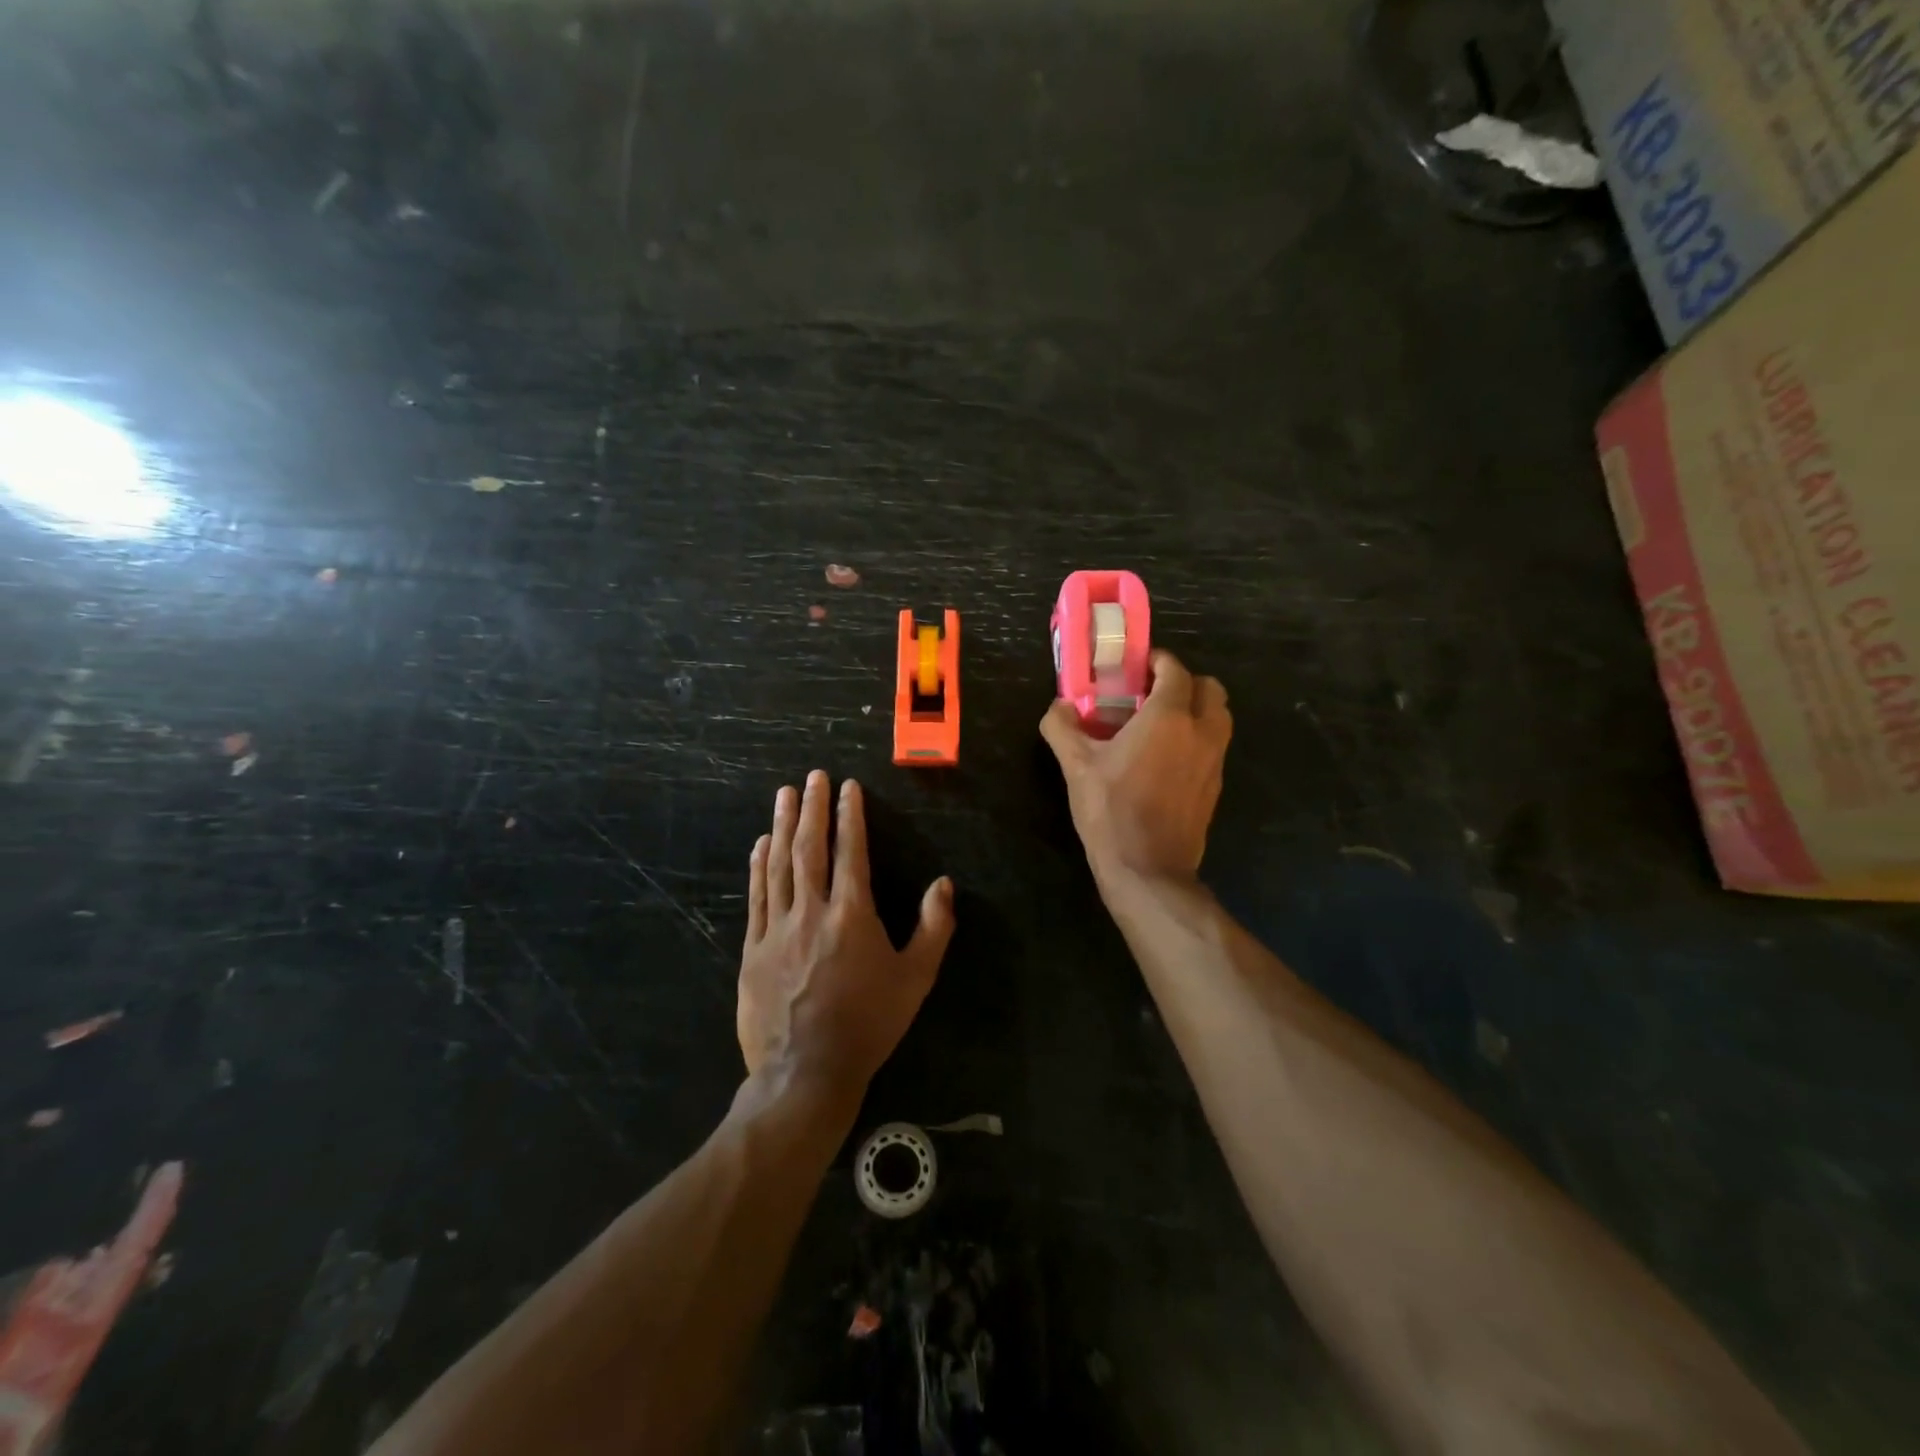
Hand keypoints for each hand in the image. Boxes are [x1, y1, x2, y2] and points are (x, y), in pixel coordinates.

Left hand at [739, 771, 955, 1097]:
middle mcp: (812, 911)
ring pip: (779, 865)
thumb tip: (943, 884)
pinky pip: (756, 897)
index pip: (851, 852)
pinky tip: (761, 844)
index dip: (849, 816)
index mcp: (853, 915)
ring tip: (784, 795)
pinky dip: (758, 866)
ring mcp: (777, 929)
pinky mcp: (754, 949)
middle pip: (810, 849)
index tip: (847, 788)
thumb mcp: (915, 979)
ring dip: (782, 826)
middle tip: (812, 777)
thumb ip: (933, 928)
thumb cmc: (868, 1024)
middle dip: (812, 809)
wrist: (806, 1072)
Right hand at [1040, 650, 1231, 887]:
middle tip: (1151, 693)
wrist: (1148, 869)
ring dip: (1196, 709)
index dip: (1158, 661)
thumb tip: (1058, 706)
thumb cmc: (1111, 811)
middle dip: (1184, 682)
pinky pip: (1214, 746)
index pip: (1176, 670)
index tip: (1137, 666)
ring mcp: (1214, 760)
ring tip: (1159, 724)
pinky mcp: (1215, 785)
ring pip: (1219, 716)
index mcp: (1169, 717)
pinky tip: (1165, 758)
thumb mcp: (1076, 767)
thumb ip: (1062, 728)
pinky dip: (1197, 738)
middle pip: (1210, 688)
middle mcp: (1201, 731)